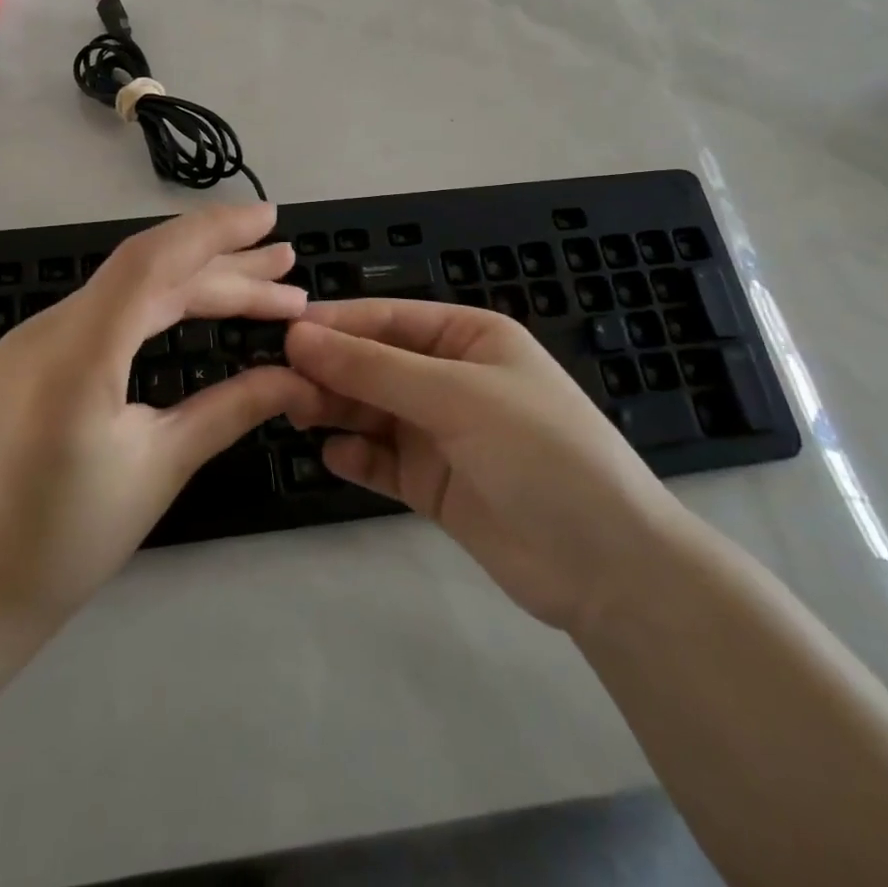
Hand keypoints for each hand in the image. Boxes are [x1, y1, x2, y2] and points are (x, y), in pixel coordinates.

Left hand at [0, 203, 314, 620]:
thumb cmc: (64, 540)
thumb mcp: (159, 469)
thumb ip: (230, 409)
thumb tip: (298, 377)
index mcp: (77, 356)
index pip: (151, 262)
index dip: (214, 232)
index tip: (270, 219)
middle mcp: (50, 329)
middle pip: (148, 273)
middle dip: (224, 266)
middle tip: (289, 267)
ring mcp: (36, 339)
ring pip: (129, 290)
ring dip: (196, 283)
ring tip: (265, 285)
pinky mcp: (35, 355)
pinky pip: (107, 312)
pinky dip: (160, 304)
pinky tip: (197, 306)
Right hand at [284, 300, 690, 632]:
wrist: (608, 568)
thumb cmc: (539, 452)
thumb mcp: (456, 396)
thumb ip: (373, 368)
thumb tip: (298, 336)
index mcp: (468, 338)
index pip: (389, 318)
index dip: (337, 323)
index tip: (284, 332)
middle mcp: (450, 378)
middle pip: (374, 363)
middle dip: (330, 369)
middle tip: (279, 381)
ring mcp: (440, 432)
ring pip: (370, 409)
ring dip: (335, 409)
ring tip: (296, 413)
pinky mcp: (431, 483)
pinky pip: (380, 459)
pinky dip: (355, 456)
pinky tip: (333, 456)